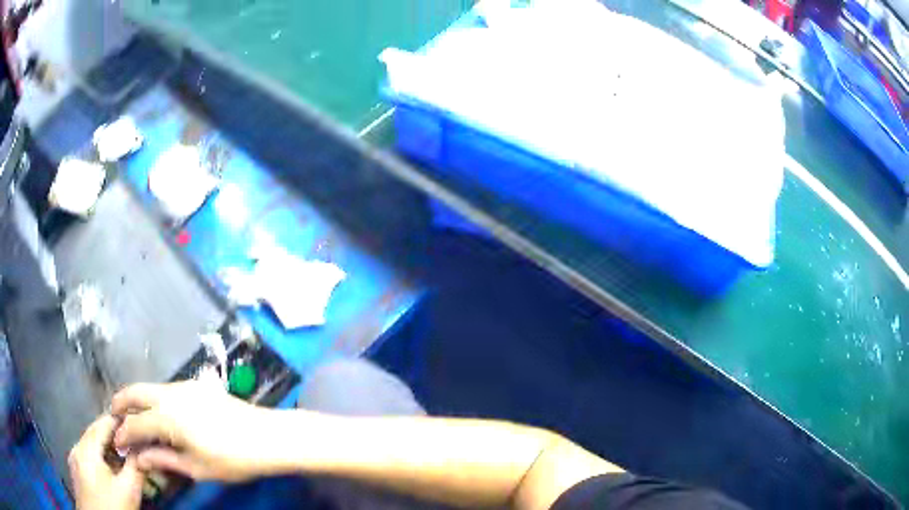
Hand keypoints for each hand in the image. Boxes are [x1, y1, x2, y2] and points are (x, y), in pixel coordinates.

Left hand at [69, 415, 144, 509]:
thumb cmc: (112, 507)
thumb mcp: (129, 490)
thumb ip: (135, 466)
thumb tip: (144, 448)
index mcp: (86, 447)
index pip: (103, 422)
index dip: (120, 421)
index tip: (138, 424)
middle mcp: (76, 447)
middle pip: (95, 433)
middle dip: (114, 437)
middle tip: (134, 442)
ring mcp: (74, 459)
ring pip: (91, 445)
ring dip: (108, 449)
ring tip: (125, 458)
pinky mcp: (76, 471)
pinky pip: (88, 457)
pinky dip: (101, 458)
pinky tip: (112, 471)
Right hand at [111, 381, 275, 481]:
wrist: (268, 436)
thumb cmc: (233, 459)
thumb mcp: (196, 468)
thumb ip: (163, 459)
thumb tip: (138, 458)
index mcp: (168, 417)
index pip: (135, 424)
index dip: (123, 434)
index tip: (116, 442)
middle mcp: (171, 394)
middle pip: (136, 392)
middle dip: (121, 402)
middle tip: (114, 415)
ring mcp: (184, 386)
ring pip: (150, 387)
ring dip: (137, 398)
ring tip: (132, 415)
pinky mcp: (196, 386)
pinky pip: (165, 388)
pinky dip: (153, 397)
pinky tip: (157, 412)